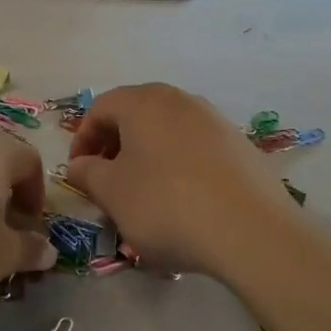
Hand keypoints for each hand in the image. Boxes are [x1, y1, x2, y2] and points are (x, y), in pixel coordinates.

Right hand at [64, 84, 298, 275]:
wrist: (251, 231)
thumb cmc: (166, 205)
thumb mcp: (112, 193)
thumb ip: (88, 173)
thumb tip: (80, 164)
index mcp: (144, 102)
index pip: (100, 108)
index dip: (83, 139)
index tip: (79, 173)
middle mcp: (181, 100)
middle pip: (136, 115)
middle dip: (115, 146)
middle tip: (107, 182)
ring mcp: (216, 120)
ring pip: (168, 132)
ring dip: (148, 157)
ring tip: (145, 196)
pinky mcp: (241, 146)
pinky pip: (197, 149)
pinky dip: (180, 167)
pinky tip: (184, 202)